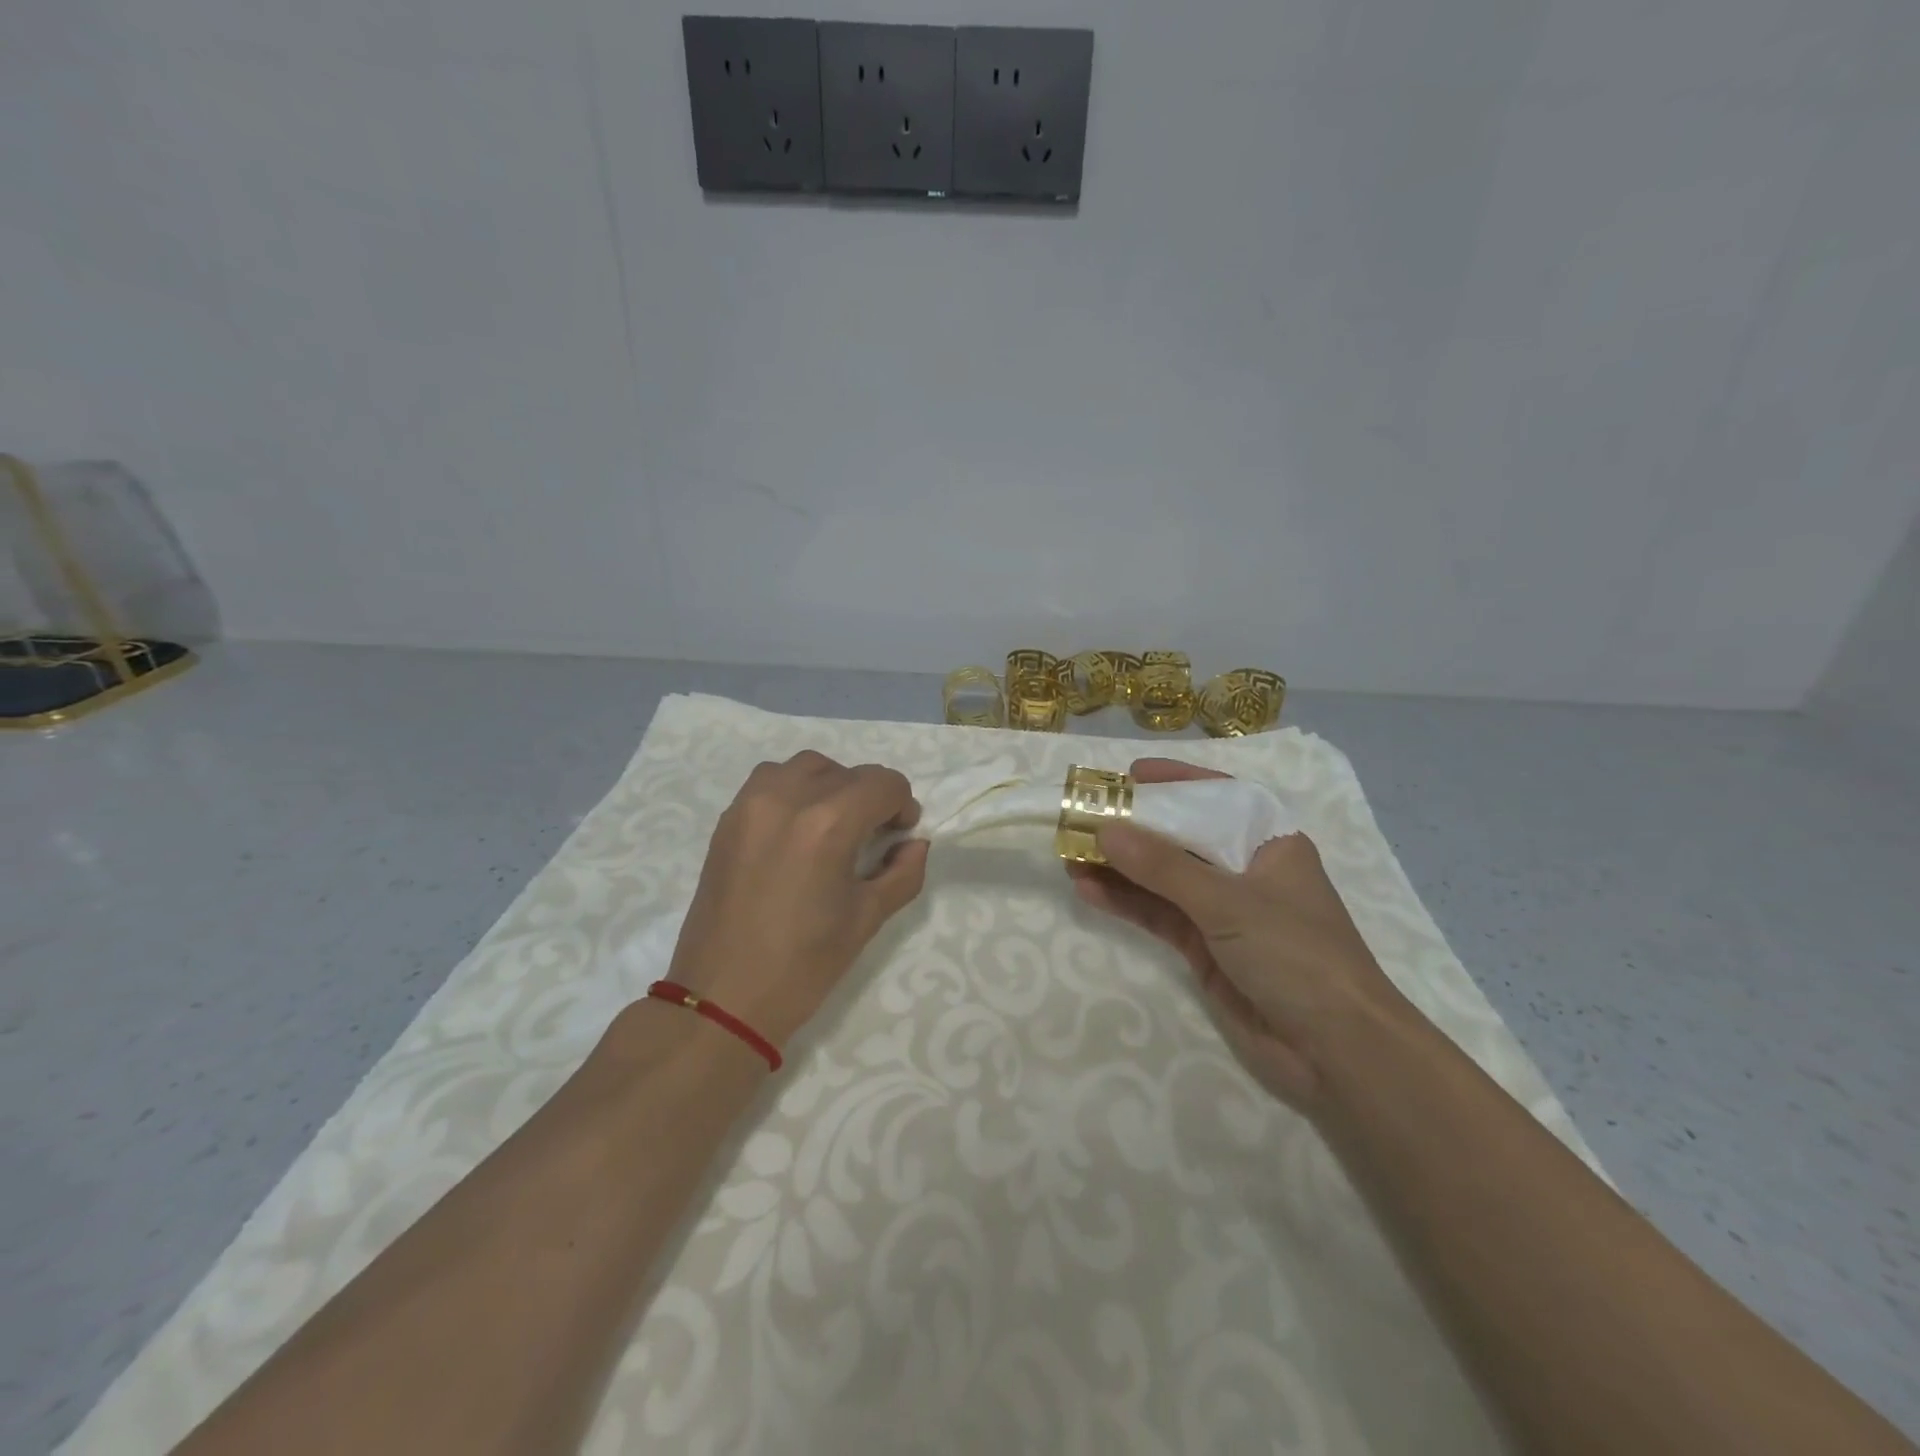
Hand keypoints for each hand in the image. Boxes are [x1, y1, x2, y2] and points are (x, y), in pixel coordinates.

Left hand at [667, 750, 929, 1048]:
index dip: (903, 805)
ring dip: (832, 785)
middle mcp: (788, 798)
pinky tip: (798, 829)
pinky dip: (795, 789)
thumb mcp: (868, 919)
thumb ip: (903, 872)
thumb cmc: (803, 965)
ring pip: (807, 767)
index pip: (884, 783)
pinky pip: (771, 780)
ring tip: (834, 826)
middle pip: (849, 772)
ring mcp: (751, 804)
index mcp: (828, 823)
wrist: (722, 998)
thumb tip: (914, 844)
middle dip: (871, 798)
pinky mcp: (729, 819)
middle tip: (873, 838)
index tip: (901, 836)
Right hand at [1068, 758, 1414, 1110]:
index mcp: (1268, 843)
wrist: (1336, 1052)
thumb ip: (1163, 867)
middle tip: (1083, 816)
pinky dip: (1126, 902)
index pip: (1217, 798)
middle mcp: (1244, 870)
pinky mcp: (1205, 948)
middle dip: (1134, 828)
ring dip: (1120, 867)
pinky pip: (1159, 914)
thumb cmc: (1297, 955)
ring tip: (1069, 854)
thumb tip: (1104, 830)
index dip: (1174, 783)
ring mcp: (1223, 911)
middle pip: (1182, 838)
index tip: (1129, 776)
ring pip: (1163, 878)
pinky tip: (1088, 890)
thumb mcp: (1229, 902)